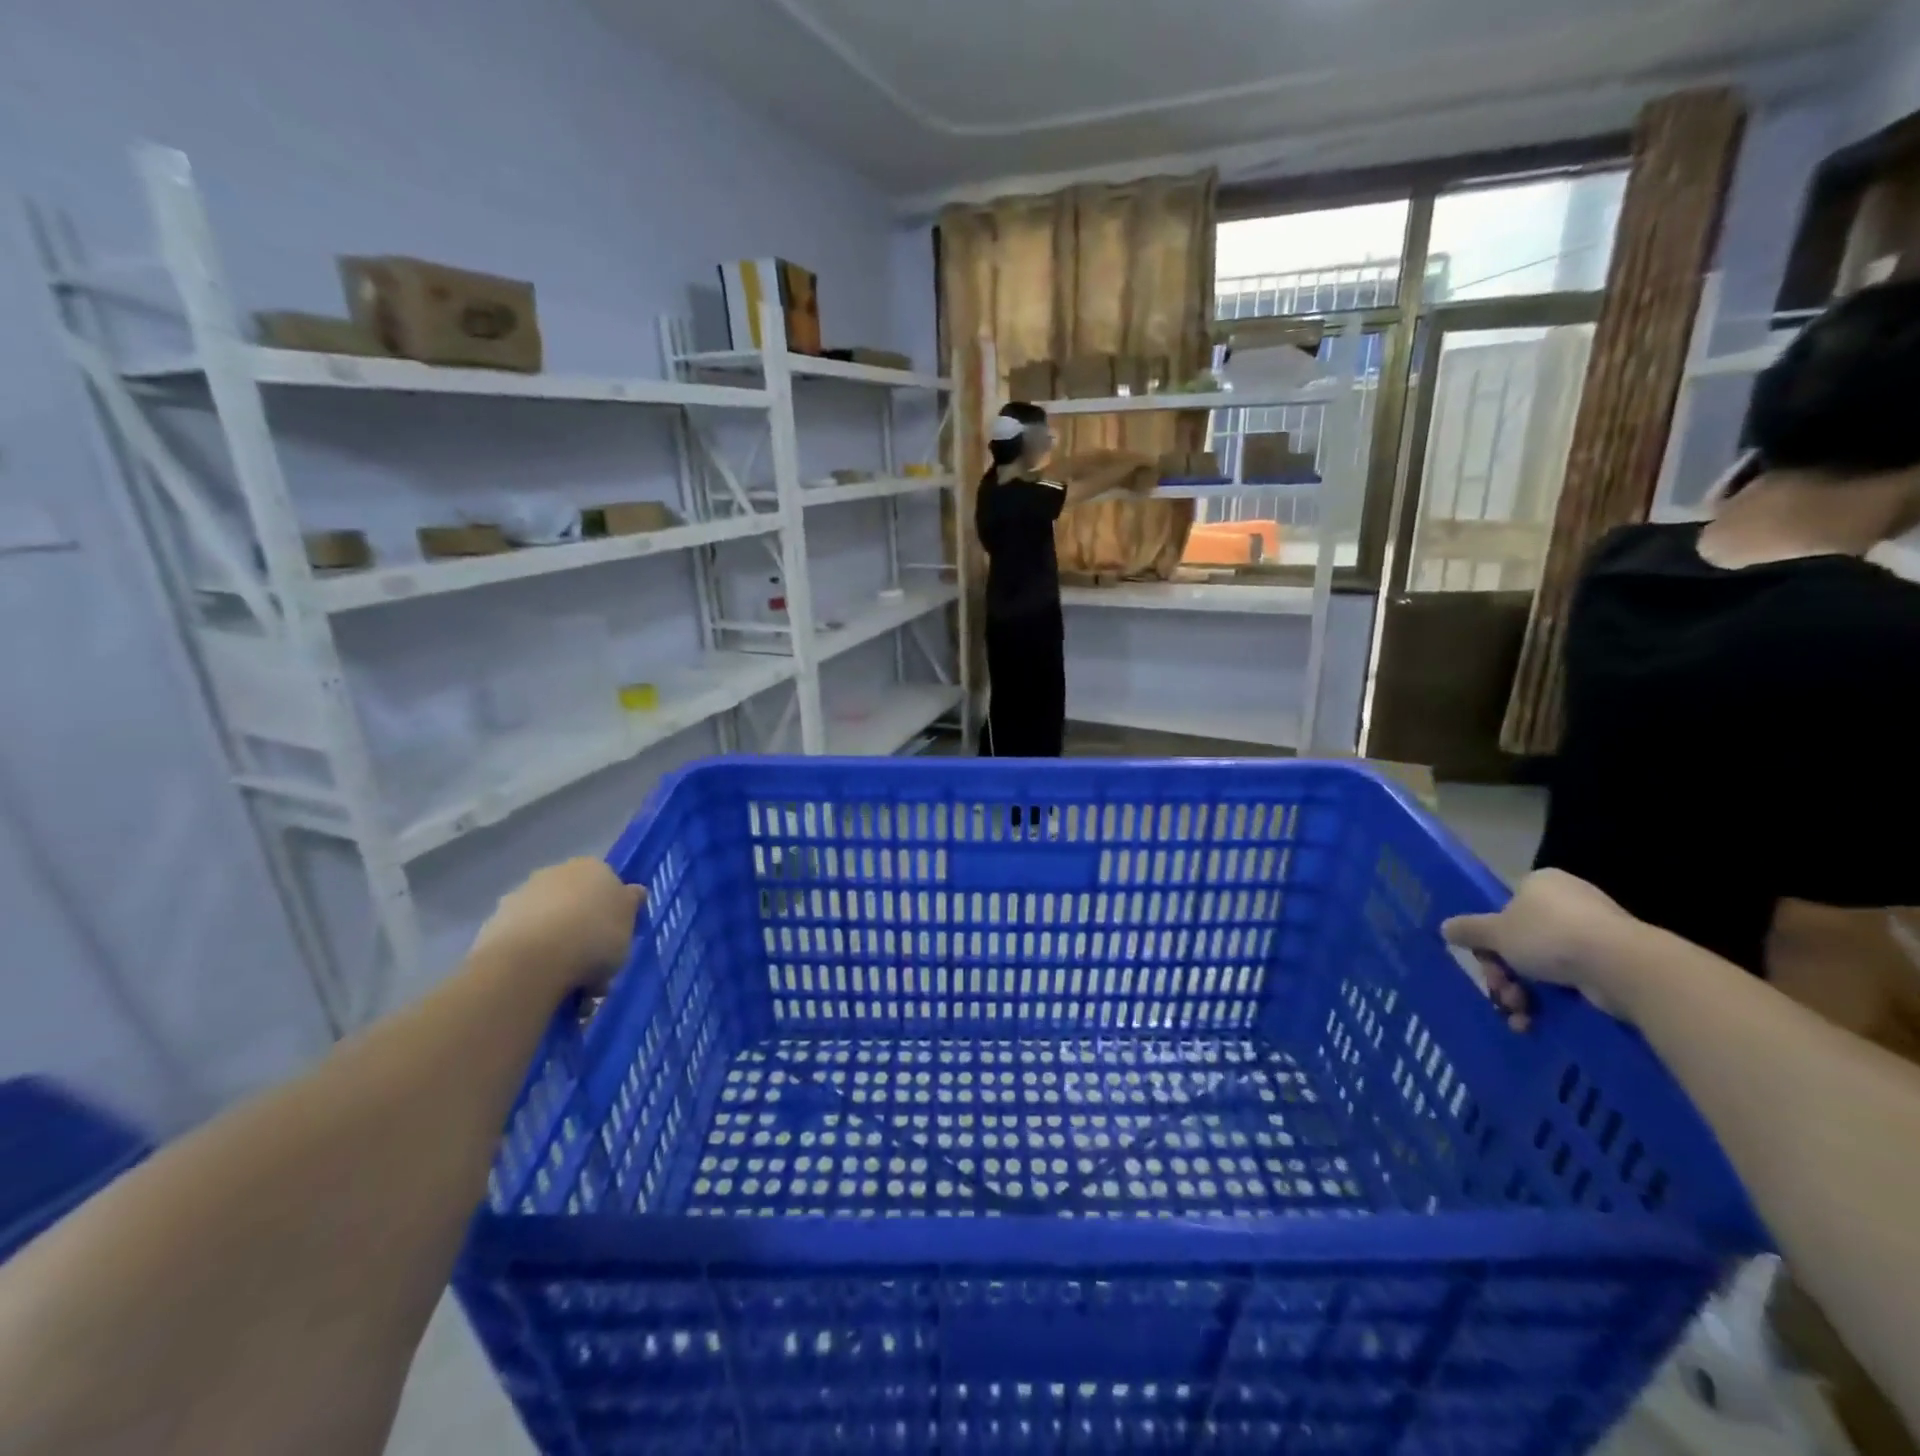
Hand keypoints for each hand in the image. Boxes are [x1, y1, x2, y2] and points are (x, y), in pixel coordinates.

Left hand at [472, 859, 643, 991]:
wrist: (531, 961)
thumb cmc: (594, 937)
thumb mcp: (629, 924)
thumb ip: (630, 905)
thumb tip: (633, 892)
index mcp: (592, 867)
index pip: (609, 886)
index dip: (614, 914)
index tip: (617, 941)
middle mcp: (555, 873)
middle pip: (578, 904)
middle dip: (585, 932)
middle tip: (595, 968)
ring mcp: (521, 897)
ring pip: (551, 924)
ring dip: (560, 949)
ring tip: (570, 987)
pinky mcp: (495, 924)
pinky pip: (526, 943)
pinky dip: (536, 960)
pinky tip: (545, 986)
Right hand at [1441, 869, 1640, 1030]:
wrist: (1623, 967)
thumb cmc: (1551, 936)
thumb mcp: (1495, 932)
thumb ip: (1469, 930)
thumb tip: (1445, 927)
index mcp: (1541, 884)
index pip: (1505, 909)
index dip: (1489, 938)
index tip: (1484, 960)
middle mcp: (1569, 903)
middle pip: (1521, 941)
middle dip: (1505, 973)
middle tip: (1500, 991)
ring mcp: (1596, 934)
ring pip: (1543, 965)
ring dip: (1522, 992)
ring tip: (1518, 1013)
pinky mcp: (1615, 965)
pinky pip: (1571, 982)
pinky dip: (1552, 1001)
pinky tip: (1536, 1020)